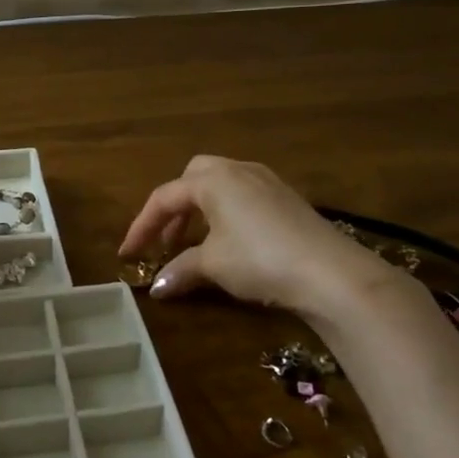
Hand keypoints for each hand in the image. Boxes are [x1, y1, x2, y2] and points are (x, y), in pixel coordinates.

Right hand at [119, 155, 409, 315]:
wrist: (331, 273)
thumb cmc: (260, 260)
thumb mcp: (214, 265)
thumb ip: (181, 269)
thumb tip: (156, 287)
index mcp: (212, 179)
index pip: (164, 198)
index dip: (141, 226)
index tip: (127, 253)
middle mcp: (237, 170)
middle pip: (193, 177)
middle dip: (174, 207)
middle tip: (166, 239)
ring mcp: (267, 182)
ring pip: (221, 185)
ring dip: (200, 210)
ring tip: (195, 243)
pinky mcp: (288, 198)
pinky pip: (244, 196)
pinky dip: (226, 213)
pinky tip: (231, 242)